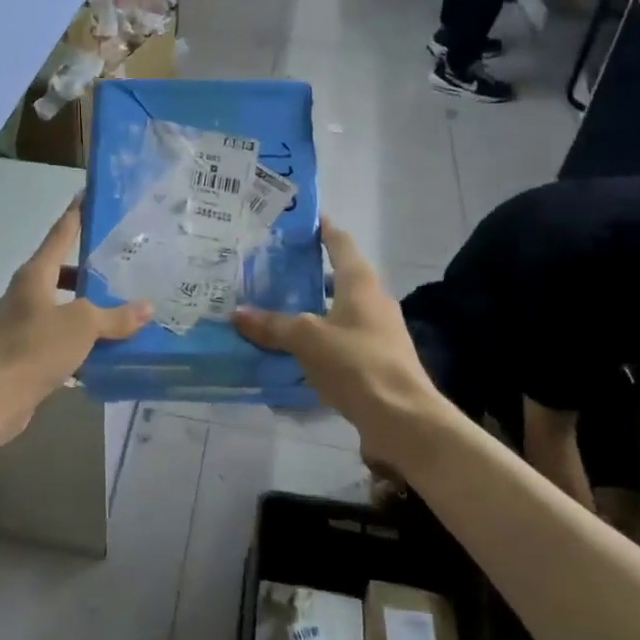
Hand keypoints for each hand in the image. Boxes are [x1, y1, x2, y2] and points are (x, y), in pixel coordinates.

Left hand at [0, 203, 150, 446]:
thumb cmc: (35, 348)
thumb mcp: (82, 326)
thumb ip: (115, 316)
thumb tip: (147, 308)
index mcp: (36, 274)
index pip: (60, 233)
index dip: (76, 214)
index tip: (87, 194)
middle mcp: (26, 292)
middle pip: (62, 271)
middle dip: (90, 268)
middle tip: (122, 264)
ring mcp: (22, 322)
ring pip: (62, 305)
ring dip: (87, 307)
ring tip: (121, 307)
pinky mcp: (24, 351)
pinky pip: (58, 335)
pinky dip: (79, 338)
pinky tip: (104, 348)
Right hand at [233, 220, 448, 475]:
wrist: (402, 418)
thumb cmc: (355, 363)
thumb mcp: (306, 339)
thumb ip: (272, 325)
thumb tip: (237, 314)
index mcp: (360, 283)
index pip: (340, 243)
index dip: (322, 229)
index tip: (302, 220)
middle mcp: (373, 301)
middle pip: (339, 277)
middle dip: (309, 273)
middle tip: (273, 270)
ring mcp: (378, 332)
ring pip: (339, 310)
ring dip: (313, 308)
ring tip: (277, 310)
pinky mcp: (377, 361)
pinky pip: (341, 340)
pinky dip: (319, 338)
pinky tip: (295, 350)